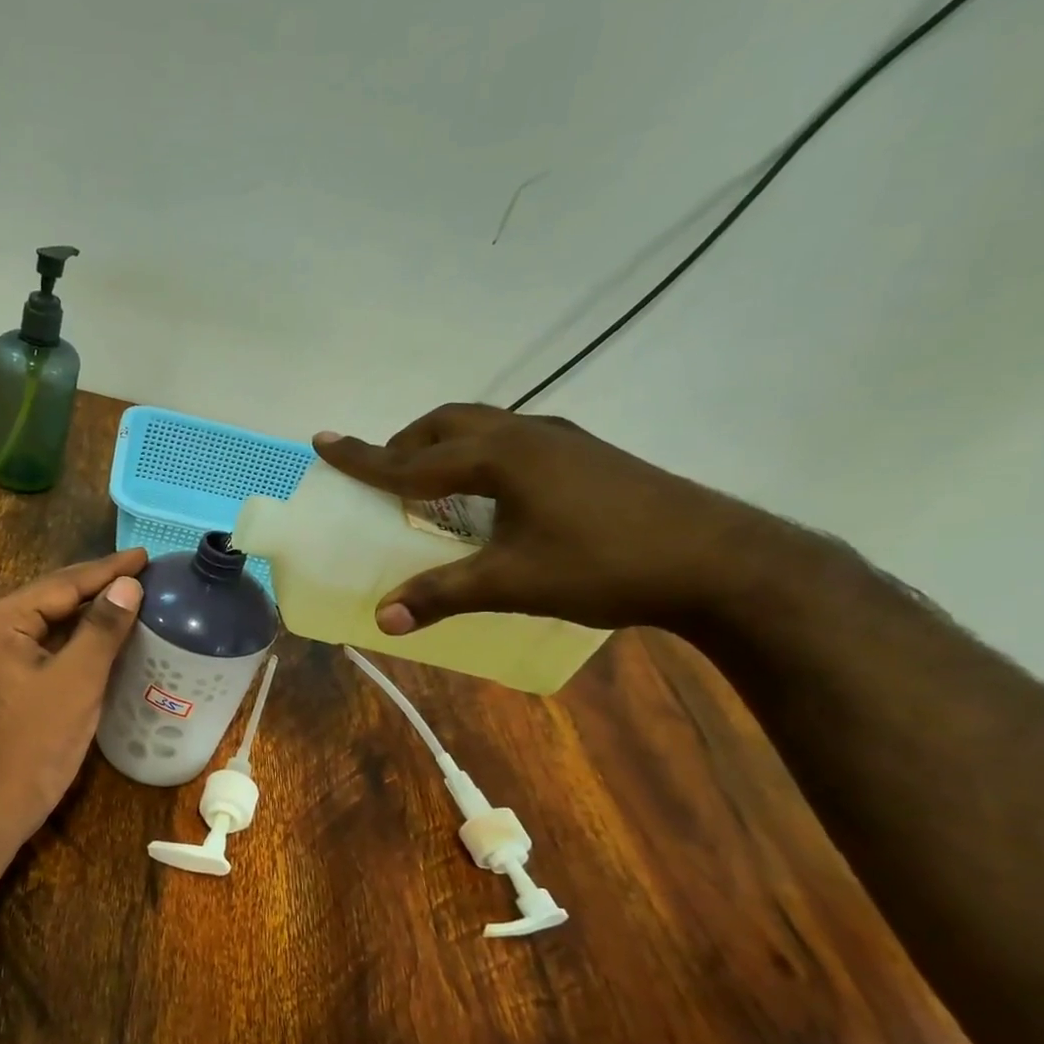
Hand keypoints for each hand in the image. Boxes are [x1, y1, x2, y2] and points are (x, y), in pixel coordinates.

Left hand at [0, 548, 146, 845]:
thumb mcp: (76, 681)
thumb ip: (102, 628)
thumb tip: (128, 584)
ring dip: (90, 611)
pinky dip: (77, 638)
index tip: (146, 555)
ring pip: (51, 622)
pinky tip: (106, 634)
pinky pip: (46, 645)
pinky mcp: (5, 677)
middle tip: (144, 572)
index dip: (107, 569)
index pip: (62, 584)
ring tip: (132, 595)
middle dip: (99, 586)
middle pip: (54, 597)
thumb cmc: (34, 742)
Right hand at [314, 404, 786, 633]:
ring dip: (444, 447)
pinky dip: (479, 456)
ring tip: (429, 483)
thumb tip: (383, 619)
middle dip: (406, 444)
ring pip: (484, 427)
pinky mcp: (586, 456)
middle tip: (381, 472)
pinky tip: (490, 495)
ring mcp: (563, 441)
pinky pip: (512, 442)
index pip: (413, 459)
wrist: (721, 560)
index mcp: (501, 457)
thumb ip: (443, 595)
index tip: (322, 440)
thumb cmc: (607, 565)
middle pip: (448, 424)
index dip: (362, 456)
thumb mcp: (514, 582)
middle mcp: (528, 435)